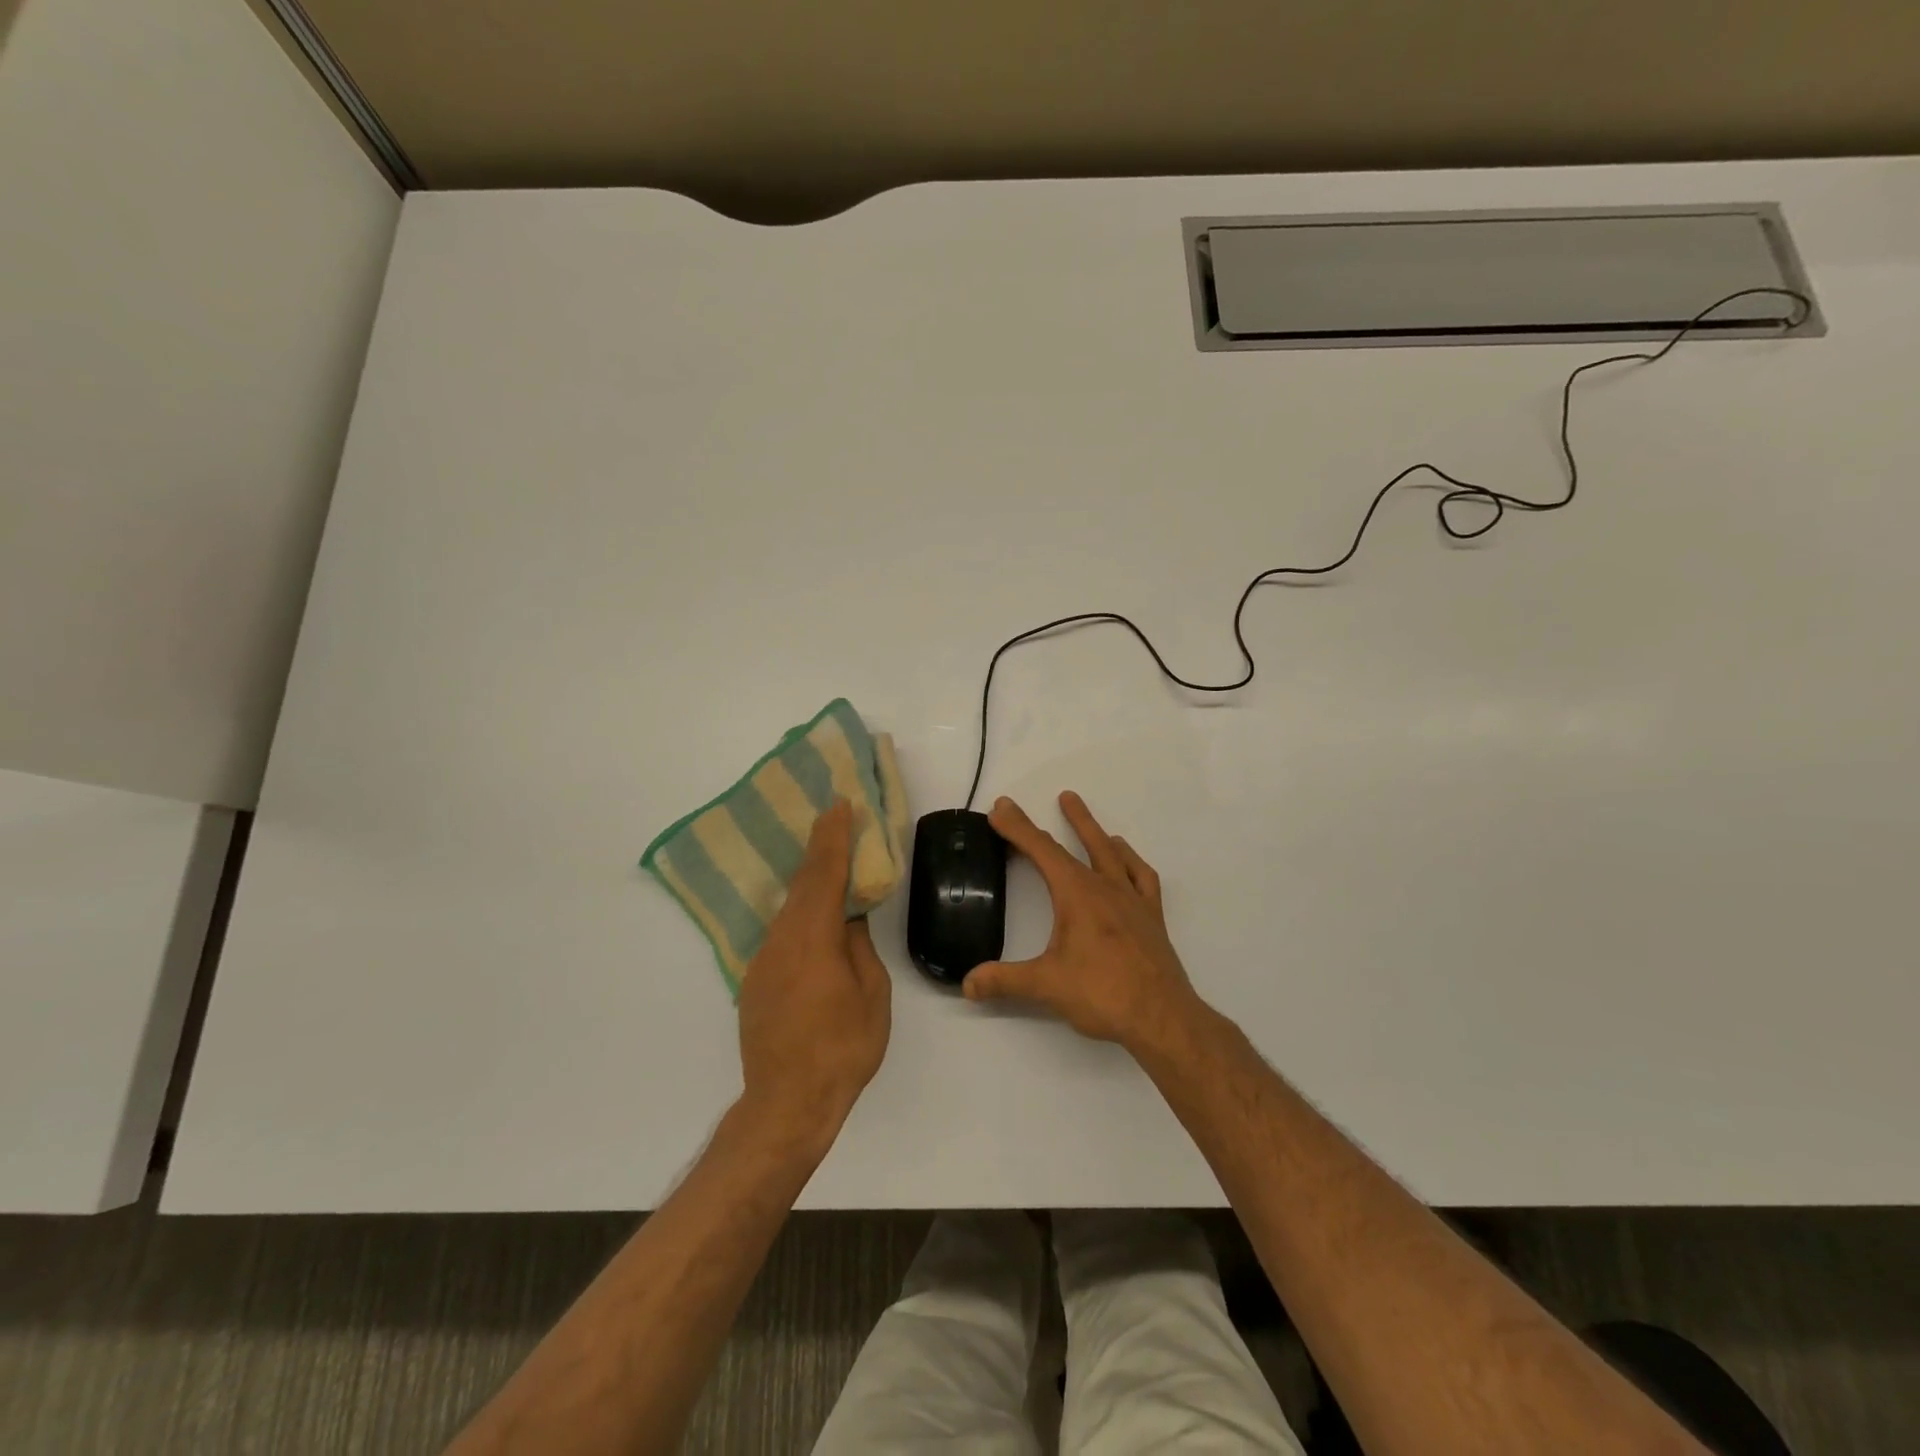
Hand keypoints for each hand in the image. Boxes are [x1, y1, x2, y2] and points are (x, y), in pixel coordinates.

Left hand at [736, 801, 891, 1147]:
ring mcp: (762, 960)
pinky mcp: (754, 979)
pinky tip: (812, 913)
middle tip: (832, 816)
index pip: (823, 875)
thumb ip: (859, 949)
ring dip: (808, 880)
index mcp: (813, 939)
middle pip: (801, 883)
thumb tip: (848, 920)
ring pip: (788, 907)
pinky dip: (799, 911)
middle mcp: (781, 940)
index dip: (832, 838)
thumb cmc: (842, 1049)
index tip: (838, 805)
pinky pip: (781, 932)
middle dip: (818, 847)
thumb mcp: (872, 996)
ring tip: (827, 859)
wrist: (786, 1103)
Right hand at [964, 792, 1200, 1050]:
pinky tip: (1125, 859)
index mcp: (1077, 894)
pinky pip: (1142, 878)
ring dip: (1096, 832)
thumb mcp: (1046, 985)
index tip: (1001, 808)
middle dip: (1062, 821)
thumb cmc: (1102, 993)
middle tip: (1058, 795)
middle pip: (1077, 845)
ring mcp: (1132, 900)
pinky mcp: (1152, 917)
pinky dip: (1131, 862)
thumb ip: (1004, 981)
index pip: (1041, 851)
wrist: (1162, 1017)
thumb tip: (967, 984)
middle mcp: (1105, 888)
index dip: (1018, 828)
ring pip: (1112, 854)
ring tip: (1086, 817)